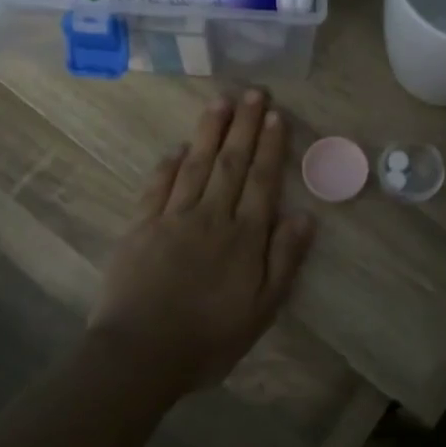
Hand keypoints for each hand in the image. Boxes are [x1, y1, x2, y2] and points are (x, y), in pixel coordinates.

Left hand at [86, 90, 315, 398]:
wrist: (140, 354)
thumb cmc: (208, 338)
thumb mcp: (262, 310)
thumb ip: (284, 260)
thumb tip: (305, 216)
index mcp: (244, 237)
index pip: (261, 181)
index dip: (270, 146)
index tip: (276, 115)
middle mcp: (211, 217)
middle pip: (231, 163)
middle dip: (244, 126)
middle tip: (254, 93)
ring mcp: (172, 218)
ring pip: (196, 165)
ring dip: (209, 132)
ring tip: (221, 102)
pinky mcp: (140, 227)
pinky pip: (158, 187)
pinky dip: (169, 165)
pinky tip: (178, 148)